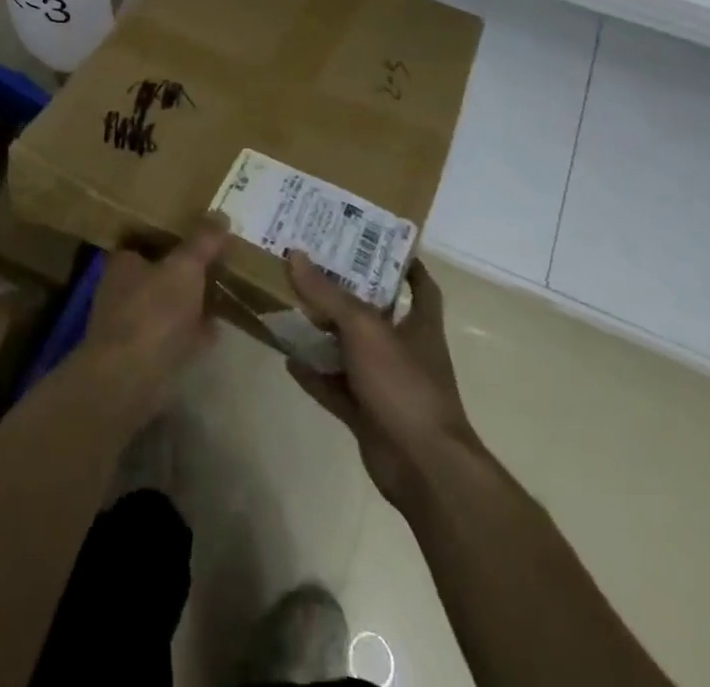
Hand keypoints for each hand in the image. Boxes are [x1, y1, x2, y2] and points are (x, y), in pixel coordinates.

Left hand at [78, 221, 229, 425]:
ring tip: (222, 293)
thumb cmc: (153, 312)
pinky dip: (192, 333)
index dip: (171, 235)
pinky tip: (215, 330)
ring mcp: (130, 326)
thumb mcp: (185, 268)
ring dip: (190, 303)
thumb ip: (203, 242)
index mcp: (124, 262)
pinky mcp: (142, 358)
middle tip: (217, 262)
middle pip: (158, 273)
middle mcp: (121, 290)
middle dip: (183, 271)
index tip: (199, 233)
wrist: (129, 379)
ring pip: (167, 305)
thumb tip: (221, 214)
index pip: (145, 239)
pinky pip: (174, 336)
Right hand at [285, 253, 481, 509]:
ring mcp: (386, 385)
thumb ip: (328, 293)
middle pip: (374, 314)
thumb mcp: (364, 328)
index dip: (405, 264)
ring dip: (323, 334)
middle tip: (311, 266)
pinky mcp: (367, 414)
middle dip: (346, 293)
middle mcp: (405, 351)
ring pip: (350, 351)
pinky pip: (335, 387)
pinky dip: (314, 375)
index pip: (420, 286)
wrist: (422, 467)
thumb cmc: (404, 384)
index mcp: (420, 325)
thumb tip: (294, 254)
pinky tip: (287, 358)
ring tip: (290, 306)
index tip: (376, 243)